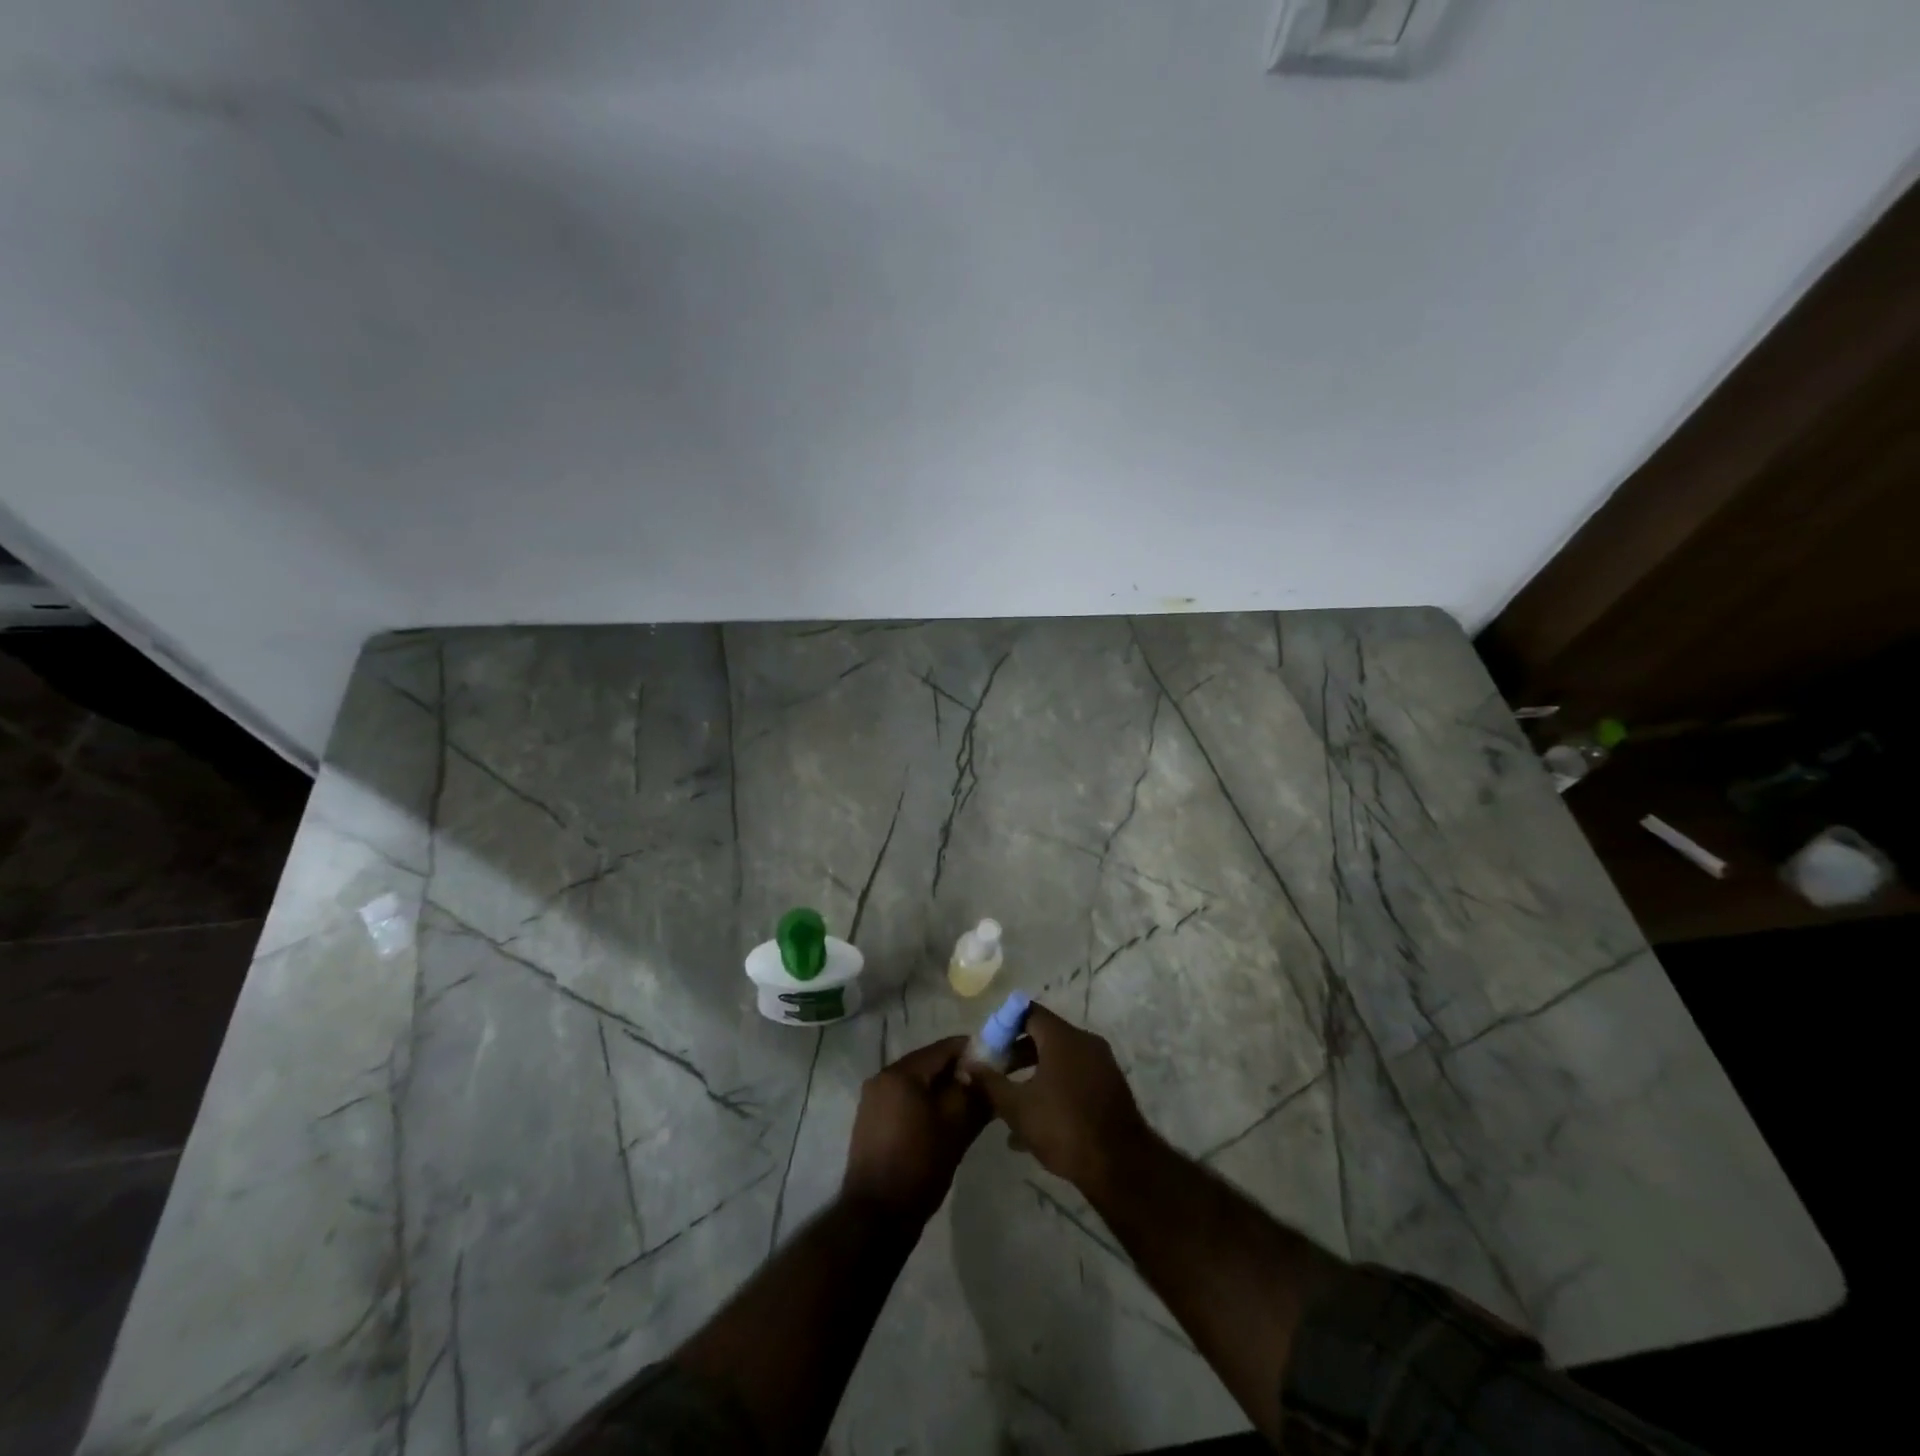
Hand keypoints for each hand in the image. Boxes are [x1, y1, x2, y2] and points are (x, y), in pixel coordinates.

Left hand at [842, 1036, 989, 1222]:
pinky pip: (905, 1101)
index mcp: (901, 1072)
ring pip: (917, 1084)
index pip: (944, 1048)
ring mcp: (873, 1100)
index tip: (997, 1064)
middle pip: (929, 1064)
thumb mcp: (956, 1127)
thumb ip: (975, 1094)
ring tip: (969, 1108)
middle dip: (958, 1073)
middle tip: (986, 1089)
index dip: (974, 1052)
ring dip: (942, 1091)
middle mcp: (882, 1077)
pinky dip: (925, 1105)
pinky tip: (944, 1123)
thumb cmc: (919, 1165)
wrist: (876, 1217)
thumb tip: (990, 1074)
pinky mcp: (871, 1121)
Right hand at [966, 1003, 1154, 1198]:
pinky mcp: (1110, 1087)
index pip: (1028, 1012)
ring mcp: (1101, 1064)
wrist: (1120, 1166)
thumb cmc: (1063, 1128)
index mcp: (1063, 1037)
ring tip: (1011, 1102)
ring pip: (1059, 1060)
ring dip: (1034, 1075)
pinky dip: (1054, 1089)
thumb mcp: (1017, 1107)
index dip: (1004, 1025)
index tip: (988, 1045)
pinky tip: (1036, 1124)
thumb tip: (967, 1064)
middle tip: (996, 1073)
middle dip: (1017, 1054)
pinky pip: (1075, 1077)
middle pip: (1044, 1036)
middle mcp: (1085, 1042)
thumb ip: (990, 1082)